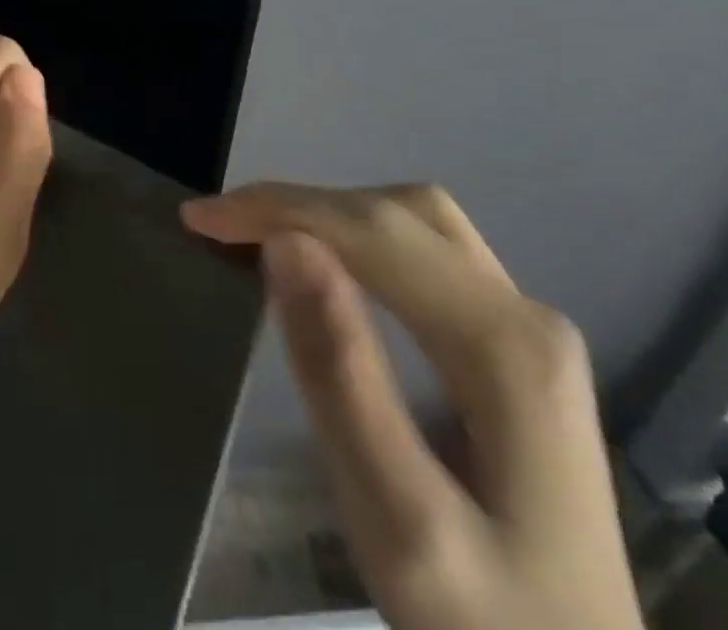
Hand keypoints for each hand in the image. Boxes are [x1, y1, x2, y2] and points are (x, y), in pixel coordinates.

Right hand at [182, 183, 642, 629]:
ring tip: (258, 236)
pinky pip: (426, 255)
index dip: (279, 209)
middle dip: (299, 205)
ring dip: (330, 214)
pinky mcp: (516, 351)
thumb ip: (340, 374)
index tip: (199, 218)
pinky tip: (324, 264)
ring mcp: (528, 330)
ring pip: (416, 224)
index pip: (373, 232)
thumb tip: (285, 244)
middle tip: (219, 228)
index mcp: (505, 347)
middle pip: (398, 215)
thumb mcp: (398, 523)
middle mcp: (526, 315)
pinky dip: (359, 239)